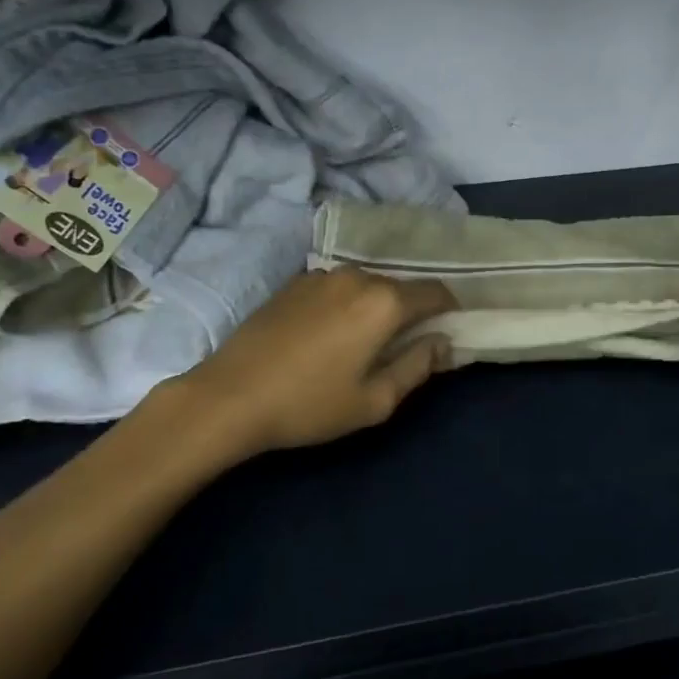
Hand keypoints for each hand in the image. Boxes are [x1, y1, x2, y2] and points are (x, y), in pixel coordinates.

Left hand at [166, 267, 456, 457]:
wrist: (229, 396)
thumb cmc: (310, 404)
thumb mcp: (375, 400)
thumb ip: (419, 366)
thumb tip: (444, 343)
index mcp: (385, 302)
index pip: (437, 292)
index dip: (450, 311)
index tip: (447, 334)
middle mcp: (359, 276)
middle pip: (402, 288)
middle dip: (411, 313)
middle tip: (403, 348)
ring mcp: (324, 274)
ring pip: (369, 286)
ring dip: (376, 308)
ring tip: (362, 344)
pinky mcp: (296, 282)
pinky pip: (339, 288)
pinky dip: (347, 305)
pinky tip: (328, 336)